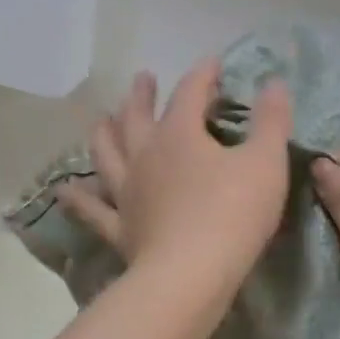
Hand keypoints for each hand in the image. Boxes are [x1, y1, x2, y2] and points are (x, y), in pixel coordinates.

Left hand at [57, 59, 293, 299]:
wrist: (191, 274)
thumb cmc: (233, 214)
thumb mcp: (265, 163)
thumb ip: (272, 121)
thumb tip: (275, 83)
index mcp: (180, 134)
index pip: (190, 92)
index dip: (203, 74)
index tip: (213, 63)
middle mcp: (145, 156)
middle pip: (137, 117)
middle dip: (142, 95)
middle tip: (142, 79)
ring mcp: (127, 192)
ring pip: (108, 154)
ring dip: (104, 133)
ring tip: (101, 120)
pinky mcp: (120, 228)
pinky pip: (93, 210)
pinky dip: (78, 199)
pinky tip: (65, 191)